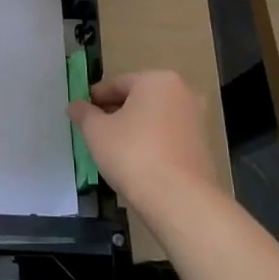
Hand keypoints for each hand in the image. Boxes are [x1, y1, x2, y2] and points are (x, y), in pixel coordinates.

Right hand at [69, 70, 229, 220]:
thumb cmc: (133, 153)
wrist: (179, 199)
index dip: (94, 98)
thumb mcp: (96, 131)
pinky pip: (167, 137)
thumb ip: (84, 113)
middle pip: (138, 99)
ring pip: (154, 119)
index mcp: (158, 80)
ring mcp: (197, 120)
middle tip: (94, 131)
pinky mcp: (202, 147)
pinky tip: (135, 162)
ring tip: (112, 149)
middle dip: (115, 112)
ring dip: (133, 128)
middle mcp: (183, 93)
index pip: (117, 83)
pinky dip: (150, 143)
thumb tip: (76, 105)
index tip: (80, 114)